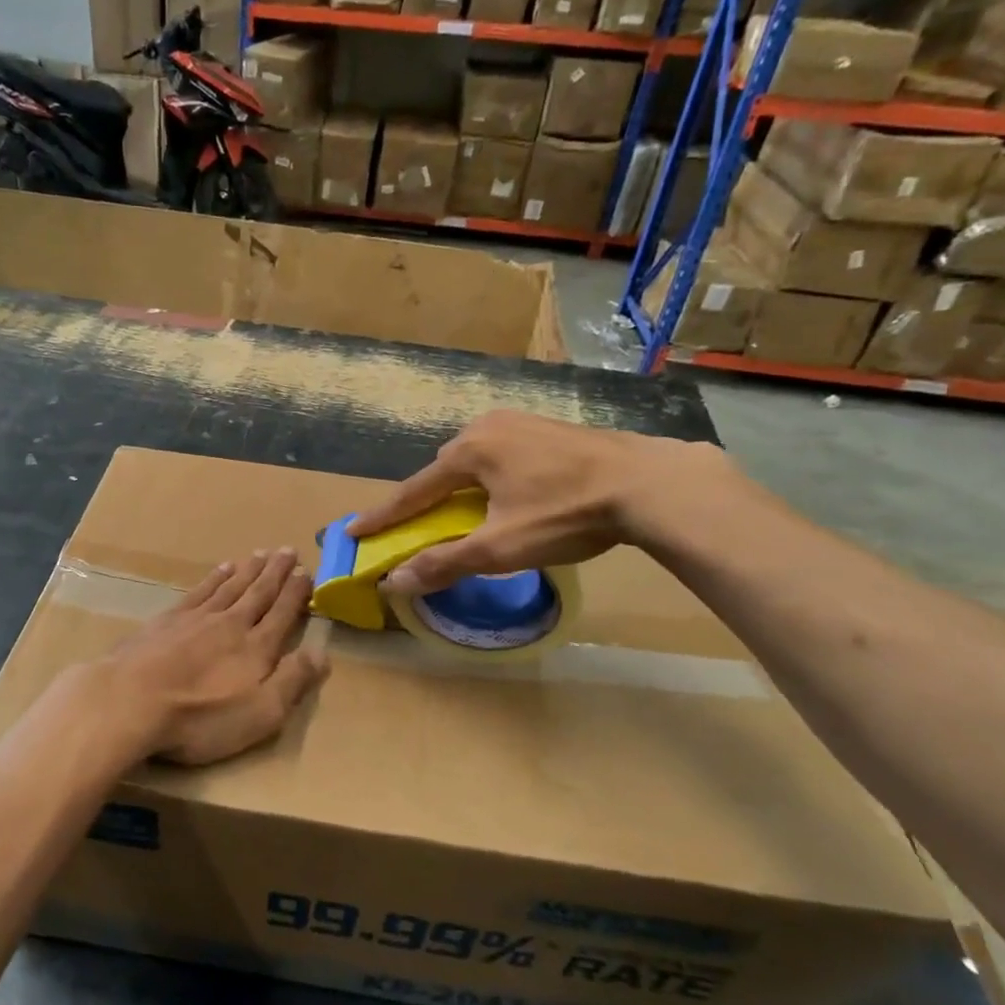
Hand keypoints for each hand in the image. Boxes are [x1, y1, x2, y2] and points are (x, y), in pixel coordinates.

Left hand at [89, 549, 328, 765]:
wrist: (132, 700)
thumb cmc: (201, 716)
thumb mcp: (260, 712)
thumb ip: (293, 681)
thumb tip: (321, 653)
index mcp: (257, 647)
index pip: (283, 613)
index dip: (297, 592)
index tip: (307, 571)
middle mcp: (231, 623)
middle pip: (259, 592)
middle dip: (276, 572)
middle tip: (288, 550)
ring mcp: (197, 618)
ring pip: (230, 586)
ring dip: (248, 570)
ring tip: (261, 554)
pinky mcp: (167, 620)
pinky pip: (200, 591)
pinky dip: (214, 578)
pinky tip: (221, 569)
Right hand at [347, 411, 726, 595]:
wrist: (650, 483)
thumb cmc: (566, 513)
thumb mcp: (501, 548)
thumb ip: (444, 563)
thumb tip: (394, 582)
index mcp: (469, 450)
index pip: (414, 491)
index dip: (384, 516)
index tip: (354, 530)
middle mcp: (489, 426)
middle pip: (444, 471)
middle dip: (429, 500)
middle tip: (422, 527)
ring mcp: (522, 422)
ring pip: (477, 460)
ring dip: (465, 488)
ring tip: (470, 514)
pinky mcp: (551, 428)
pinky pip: (505, 455)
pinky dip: (494, 478)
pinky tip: (512, 495)